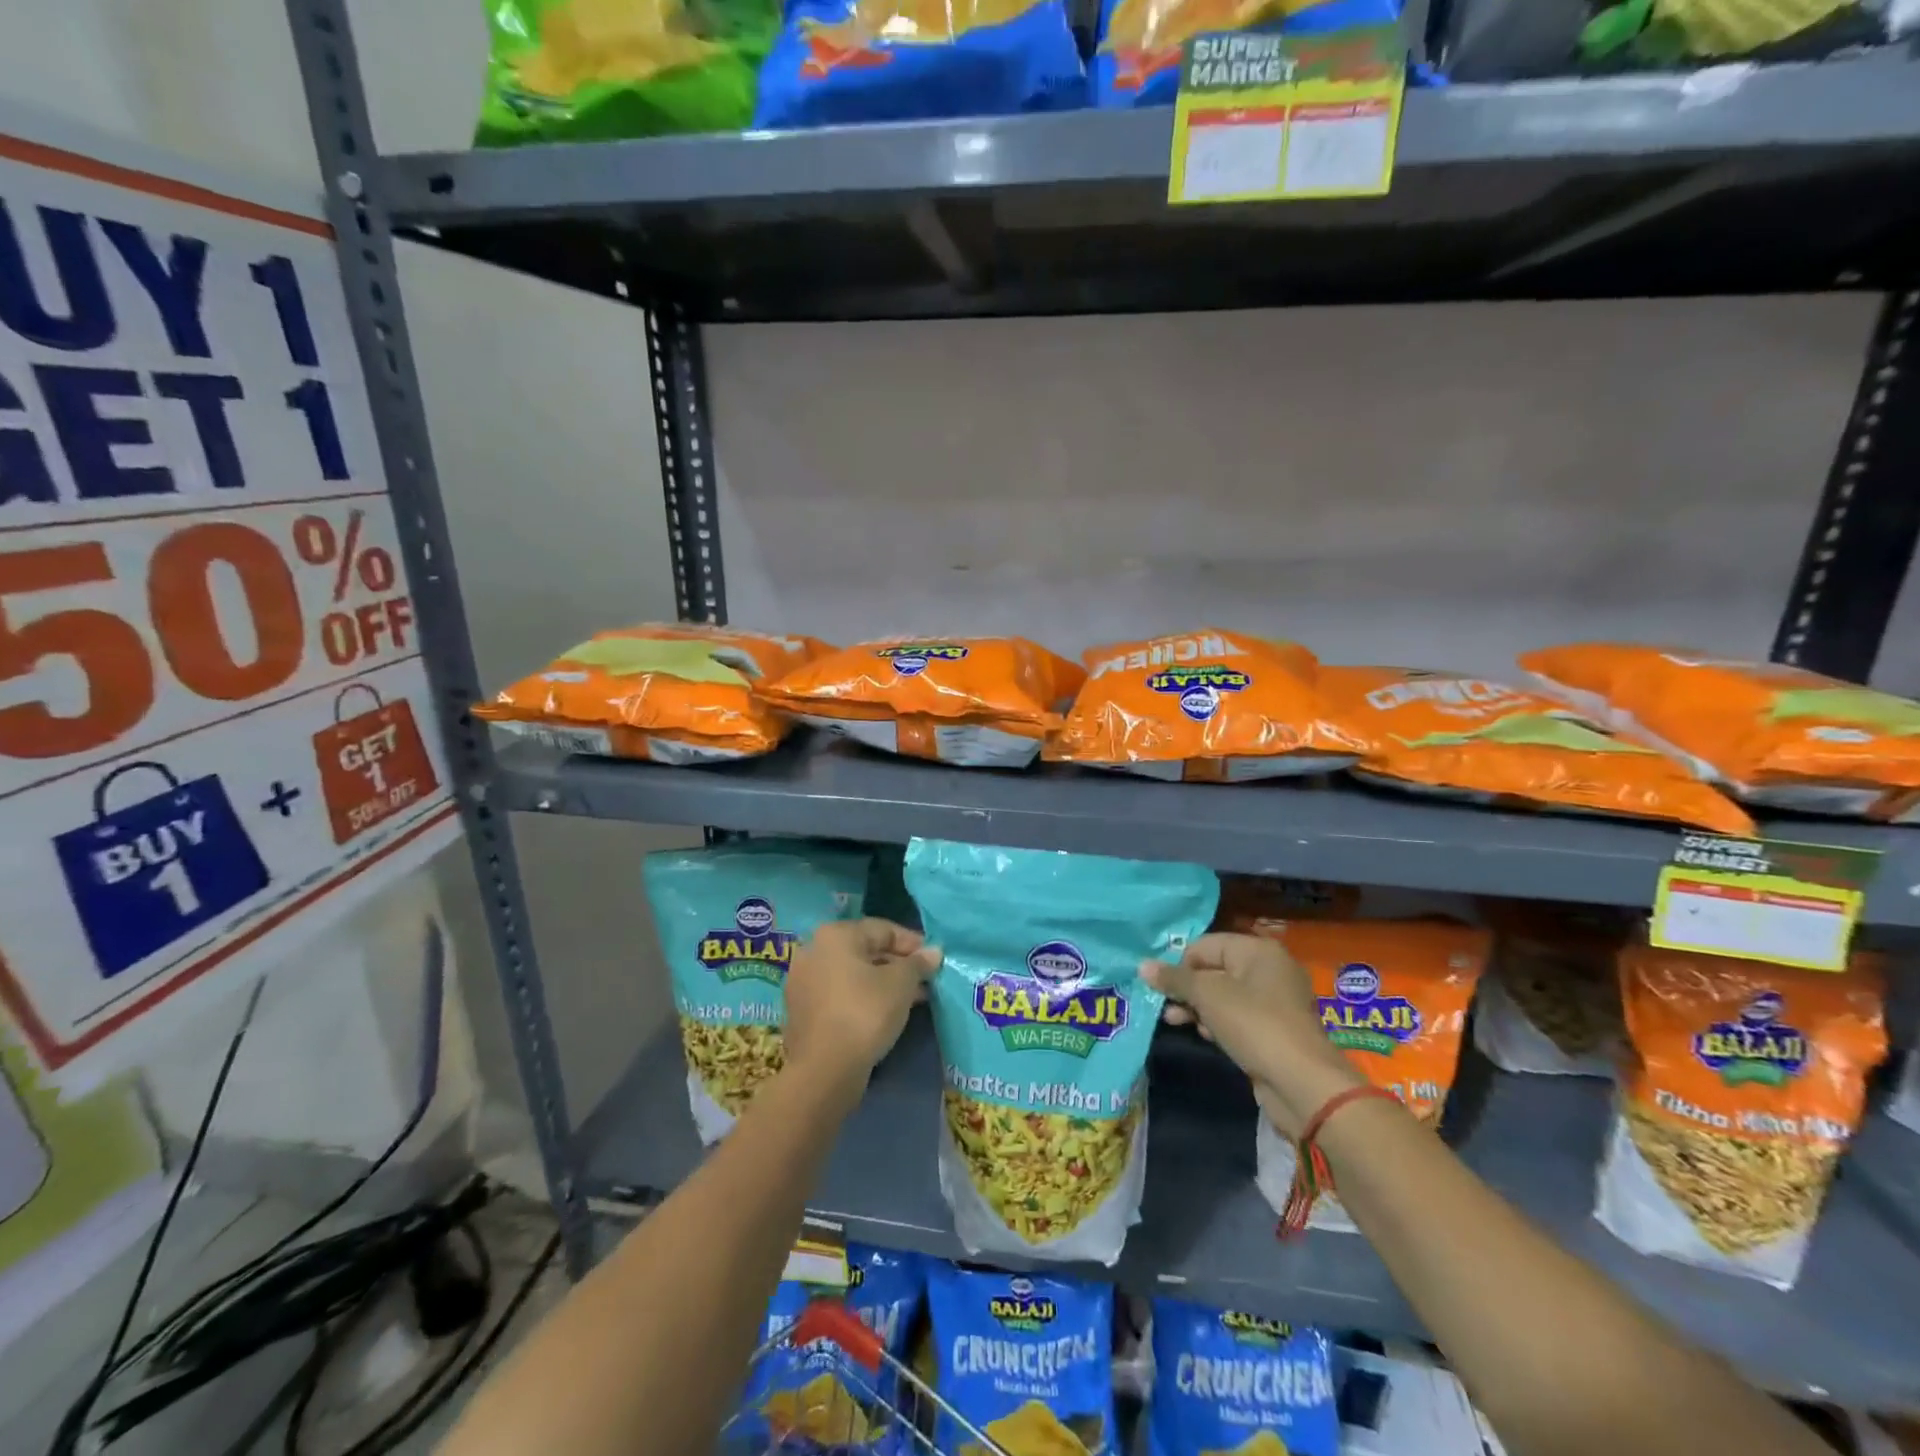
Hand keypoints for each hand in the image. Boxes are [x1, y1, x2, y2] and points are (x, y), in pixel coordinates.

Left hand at [784, 919, 940, 1096]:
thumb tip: (934, 952)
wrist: (823, 1070)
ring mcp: (804, 982)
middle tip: (926, 980)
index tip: (934, 960)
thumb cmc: (865, 1013)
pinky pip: (840, 994)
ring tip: (913, 999)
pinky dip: (863, 998)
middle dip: (898, 965)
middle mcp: (814, 951)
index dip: (912, 943)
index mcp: (835, 935)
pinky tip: (885, 1013)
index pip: (883, 929)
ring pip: (853, 975)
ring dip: (883, 983)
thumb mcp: (901, 984)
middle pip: (865, 950)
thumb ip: (918, 963)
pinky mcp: (802, 1011)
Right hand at [1143, 932, 1361, 1138]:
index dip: (1179, 963)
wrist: (1302, 1083)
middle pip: (1214, 969)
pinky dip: (1217, 1022)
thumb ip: (1175, 979)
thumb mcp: (1208, 996)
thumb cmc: (1253, 1024)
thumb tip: (1143, 965)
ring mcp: (1273, 1002)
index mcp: (1257, 950)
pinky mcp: (1272, 1030)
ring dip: (1197, 1007)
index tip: (1160, 986)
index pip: (1205, 945)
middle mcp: (1268, 969)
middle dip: (1186, 987)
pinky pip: (1236, 1017)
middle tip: (1163, 1005)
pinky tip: (1203, 1035)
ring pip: (1223, 995)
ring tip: (1174, 1021)